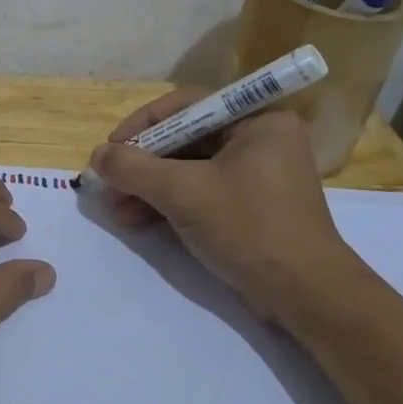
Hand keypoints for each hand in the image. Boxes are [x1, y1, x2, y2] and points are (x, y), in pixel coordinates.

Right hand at [88, 93, 368, 330]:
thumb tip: (96, 155)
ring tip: (116, 208)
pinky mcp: (251, 206)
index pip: (186, 106)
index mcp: (258, 120)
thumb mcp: (183, 193)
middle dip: (142, 164)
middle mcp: (260, 139)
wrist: (306, 297)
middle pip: (185, 139)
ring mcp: (257, 174)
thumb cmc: (249, 228)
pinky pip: (201, 191)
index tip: (110, 148)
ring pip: (189, 168)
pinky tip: (137, 219)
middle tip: (108, 183)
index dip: (142, 125)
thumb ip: (134, 168)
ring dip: (149, 187)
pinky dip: (169, 203)